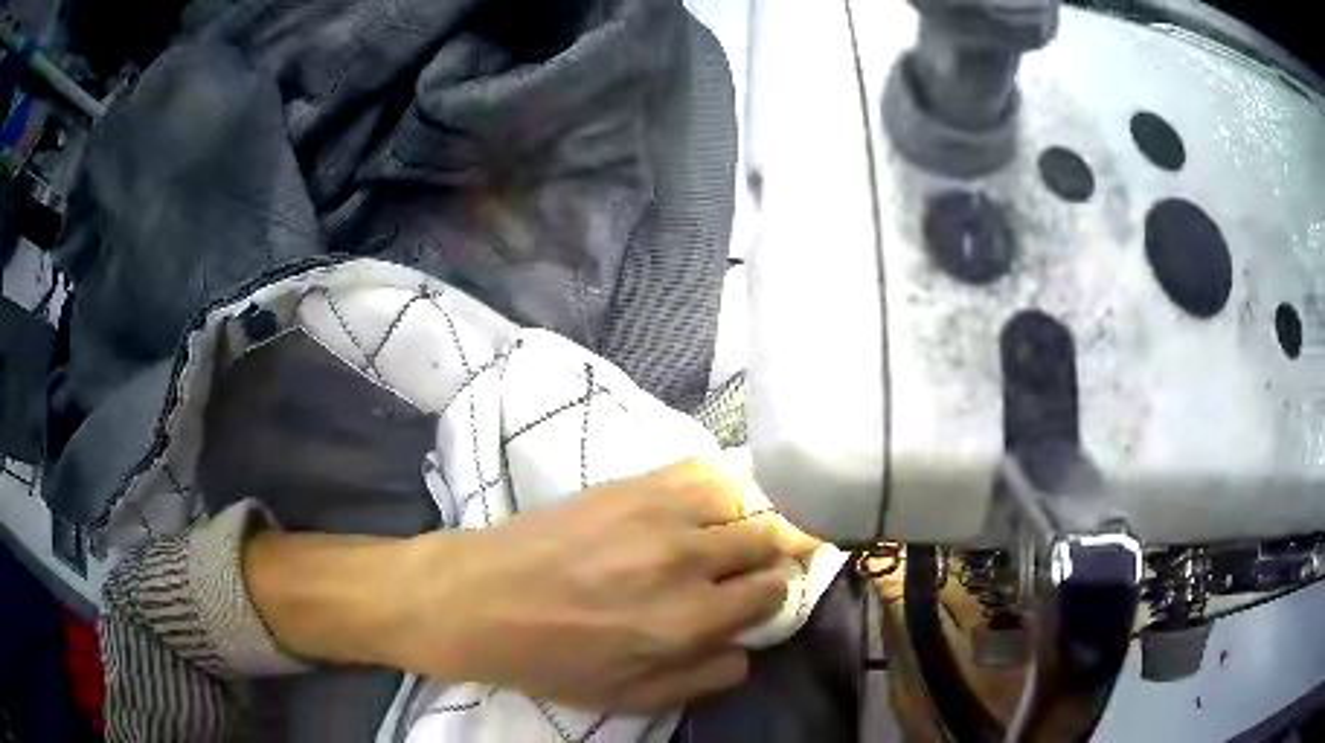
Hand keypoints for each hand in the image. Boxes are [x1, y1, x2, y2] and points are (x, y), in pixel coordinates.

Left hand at [384, 459, 813, 711]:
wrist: (481, 599)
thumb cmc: (552, 659)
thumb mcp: (631, 697)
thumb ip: (703, 677)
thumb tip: (747, 648)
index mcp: (688, 621)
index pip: (770, 590)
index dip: (773, 592)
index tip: (760, 595)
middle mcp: (686, 560)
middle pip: (768, 538)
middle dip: (773, 552)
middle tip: (754, 563)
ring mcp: (659, 513)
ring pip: (744, 498)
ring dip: (749, 516)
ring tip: (734, 530)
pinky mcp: (632, 484)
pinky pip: (702, 469)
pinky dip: (719, 484)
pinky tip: (707, 503)